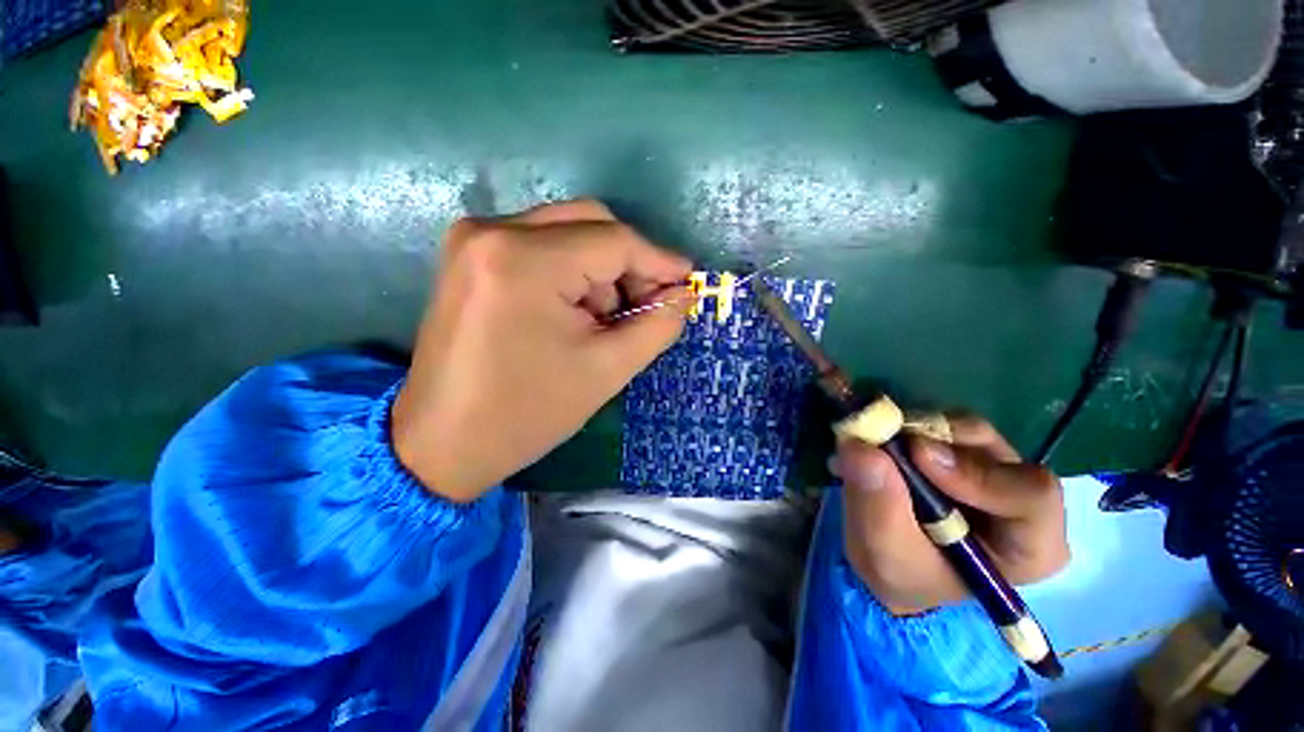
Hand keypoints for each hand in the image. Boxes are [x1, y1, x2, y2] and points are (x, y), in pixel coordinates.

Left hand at [392, 200, 691, 501]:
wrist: (442, 441)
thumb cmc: (527, 412)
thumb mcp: (607, 369)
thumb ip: (657, 325)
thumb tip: (683, 294)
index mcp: (525, 260)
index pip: (615, 241)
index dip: (659, 260)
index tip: (688, 282)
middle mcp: (493, 230)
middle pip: (590, 223)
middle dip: (628, 264)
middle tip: (647, 304)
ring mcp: (474, 238)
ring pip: (568, 232)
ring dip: (599, 271)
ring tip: (602, 321)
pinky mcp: (469, 255)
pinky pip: (541, 245)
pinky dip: (571, 272)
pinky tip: (573, 312)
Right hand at [831, 416, 1069, 616]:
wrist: (889, 559)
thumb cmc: (900, 571)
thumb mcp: (884, 553)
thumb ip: (878, 506)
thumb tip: (861, 447)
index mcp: (1029, 544)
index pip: (1032, 496)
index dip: (976, 471)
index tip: (916, 454)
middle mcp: (1022, 499)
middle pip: (994, 451)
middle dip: (933, 441)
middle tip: (881, 441)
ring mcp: (995, 467)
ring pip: (964, 429)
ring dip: (913, 430)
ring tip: (872, 447)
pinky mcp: (965, 448)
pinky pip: (940, 422)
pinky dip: (904, 425)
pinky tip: (879, 444)